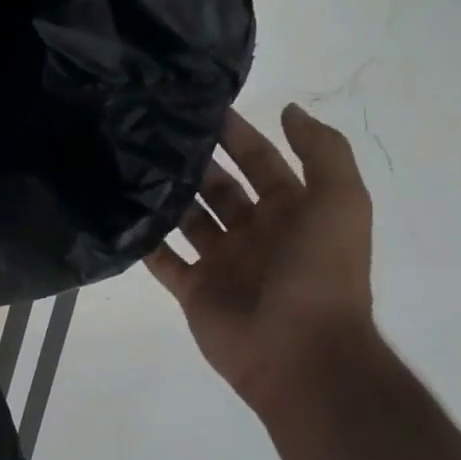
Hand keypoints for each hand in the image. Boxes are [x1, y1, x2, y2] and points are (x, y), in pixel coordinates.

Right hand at [145, 105, 374, 412]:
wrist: (301, 353)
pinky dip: (145, 238)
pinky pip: (163, 258)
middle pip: (218, 186)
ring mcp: (222, 262)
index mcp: (291, 211)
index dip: (236, 134)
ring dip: (166, 193)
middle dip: (194, 161)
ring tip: (130, 162)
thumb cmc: (321, 271)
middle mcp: (255, 232)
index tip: (200, 106)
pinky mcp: (194, 289)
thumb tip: (290, 109)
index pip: (260, 161)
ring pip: (187, 218)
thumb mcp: (340, 201)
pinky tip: (119, 209)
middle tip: (152, 131)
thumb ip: (322, 152)